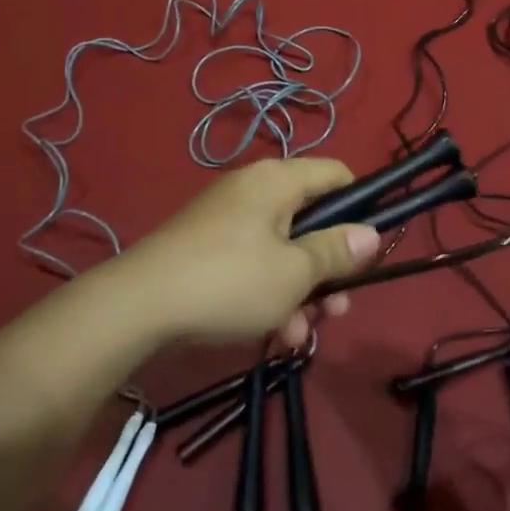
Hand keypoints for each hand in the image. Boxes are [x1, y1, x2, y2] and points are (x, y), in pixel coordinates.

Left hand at [116, 158, 378, 349]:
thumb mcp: (294, 272)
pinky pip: (254, 264)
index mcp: (278, 181)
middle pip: (311, 220)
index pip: (336, 174)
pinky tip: (273, 336)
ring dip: (301, 291)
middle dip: (329, 267)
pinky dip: (269, 294)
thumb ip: (336, 251)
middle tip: (338, 307)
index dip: (360, 206)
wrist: (136, 307)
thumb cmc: (229, 281)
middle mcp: (254, 190)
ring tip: (301, 335)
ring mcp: (228, 220)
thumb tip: (372, 232)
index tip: (369, 247)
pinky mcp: (207, 249)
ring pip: (283, 250)